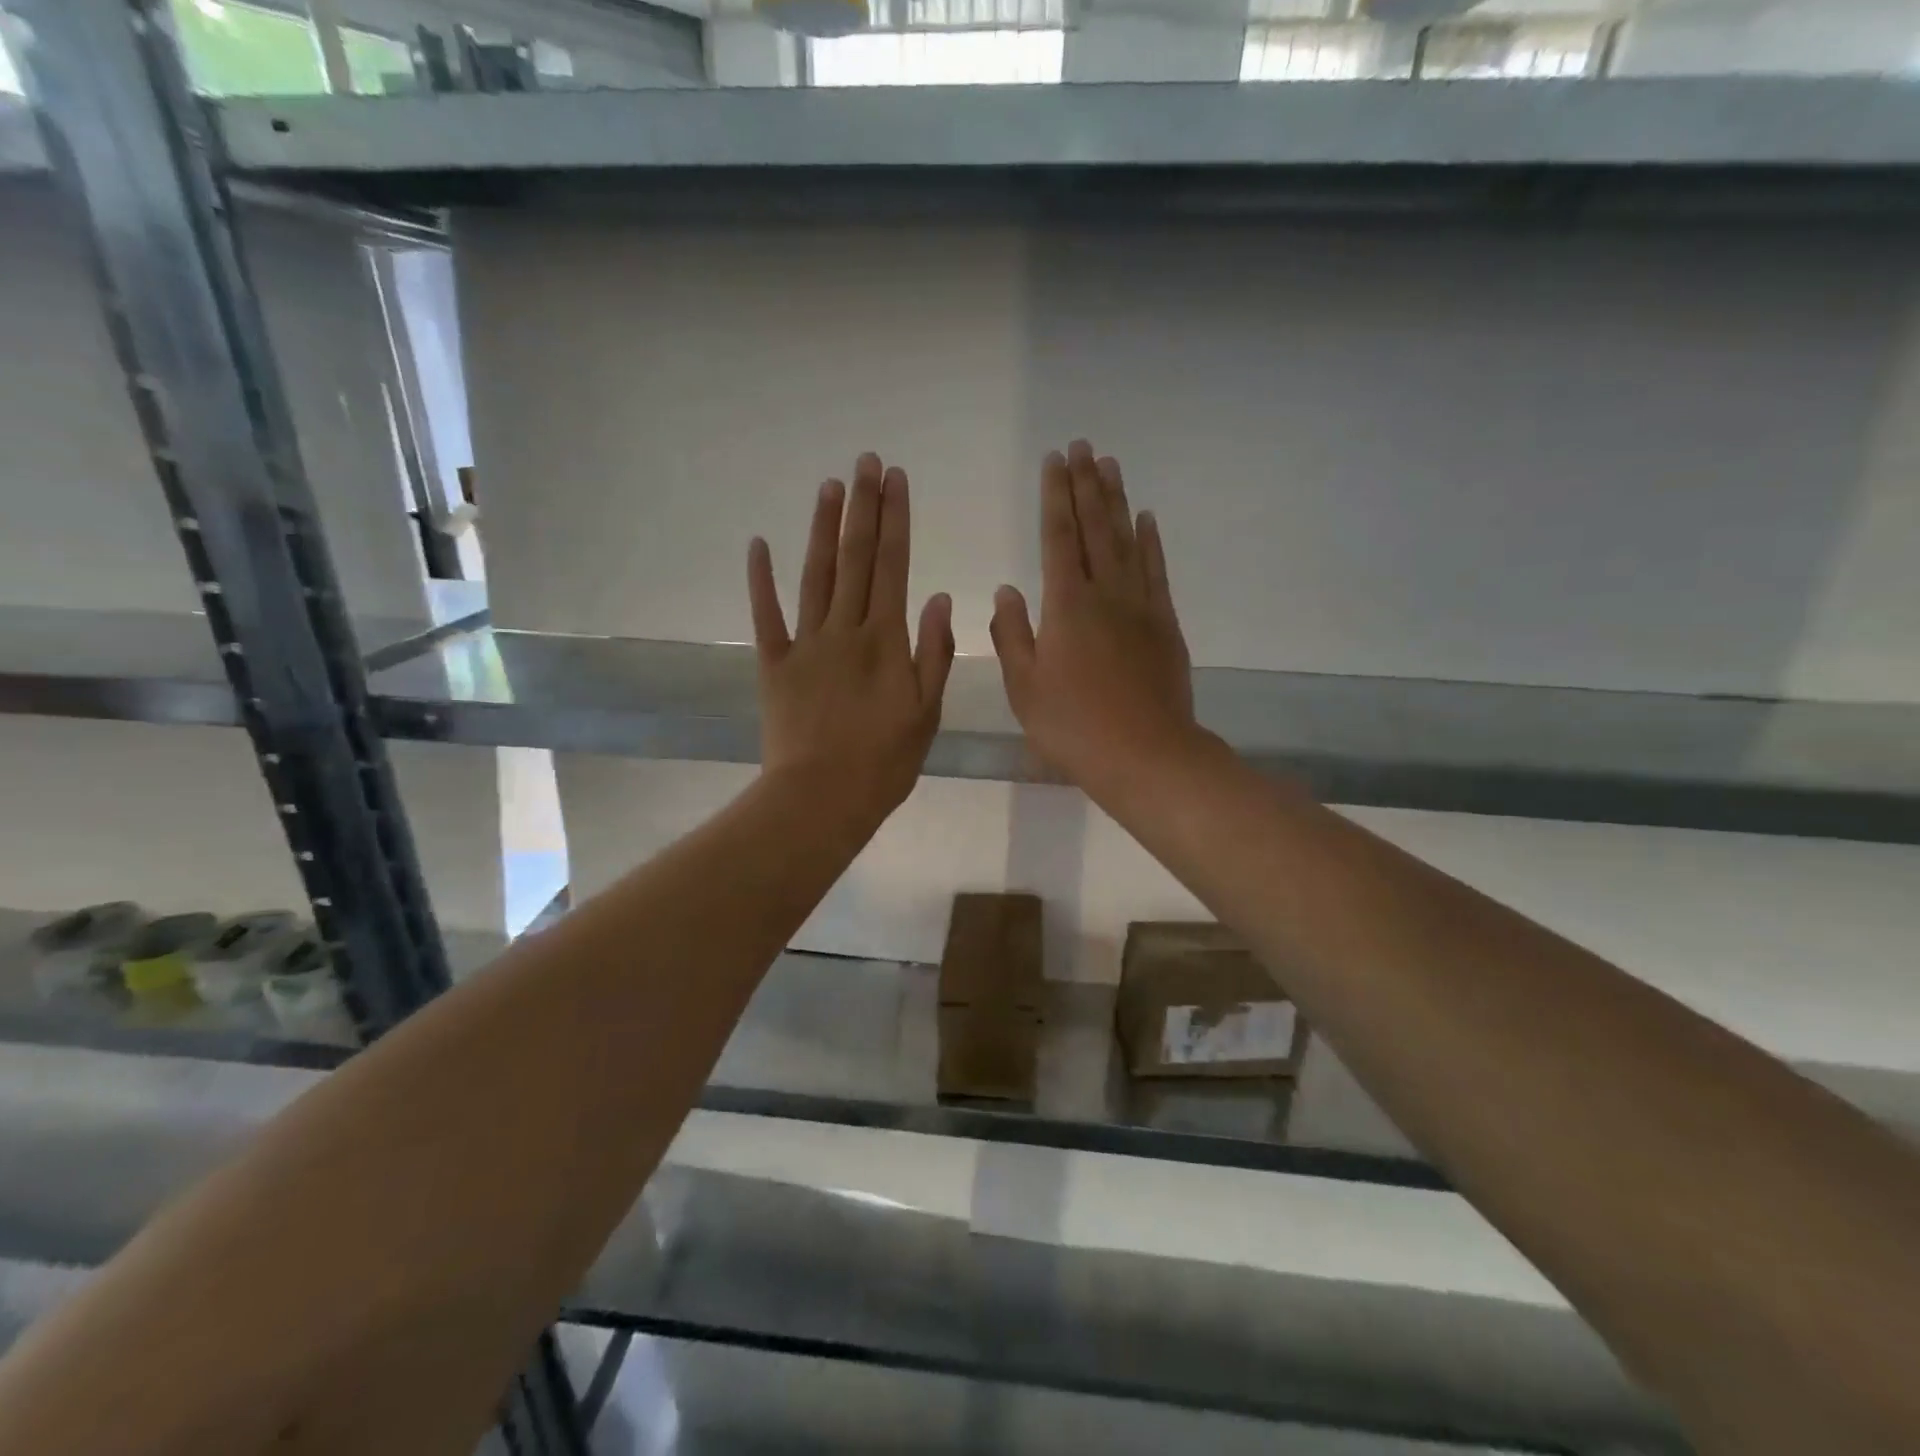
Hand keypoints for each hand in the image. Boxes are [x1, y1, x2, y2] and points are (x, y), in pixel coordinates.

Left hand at [748, 454, 954, 827]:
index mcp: (885, 641)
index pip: (893, 566)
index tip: (895, 479)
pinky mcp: (774, 664)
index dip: (895, 519)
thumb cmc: (884, 762)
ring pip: (815, 575)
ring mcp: (805, 644)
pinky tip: (758, 544)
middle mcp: (845, 630)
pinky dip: (761, 580)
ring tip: (828, 486)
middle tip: (864, 462)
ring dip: (822, 528)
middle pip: (856, 559)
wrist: (822, 798)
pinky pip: (766, 615)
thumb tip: (937, 596)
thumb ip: (933, 652)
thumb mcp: (927, 713)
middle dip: (862, 507)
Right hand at [990, 440, 1196, 794]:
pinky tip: (1146, 519)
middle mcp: (1105, 594)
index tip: (1053, 461)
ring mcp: (1141, 606)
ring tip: (1109, 465)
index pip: (1059, 538)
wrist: (1145, 755)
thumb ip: (1011, 634)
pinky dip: (1151, 541)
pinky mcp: (1165, 624)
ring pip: (1127, 540)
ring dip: (1117, 501)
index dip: (1054, 497)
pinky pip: (1156, 571)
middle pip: (1095, 528)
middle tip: (1082, 446)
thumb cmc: (1073, 726)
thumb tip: (1007, 590)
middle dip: (1086, 484)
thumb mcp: (1024, 687)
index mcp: (1066, 606)